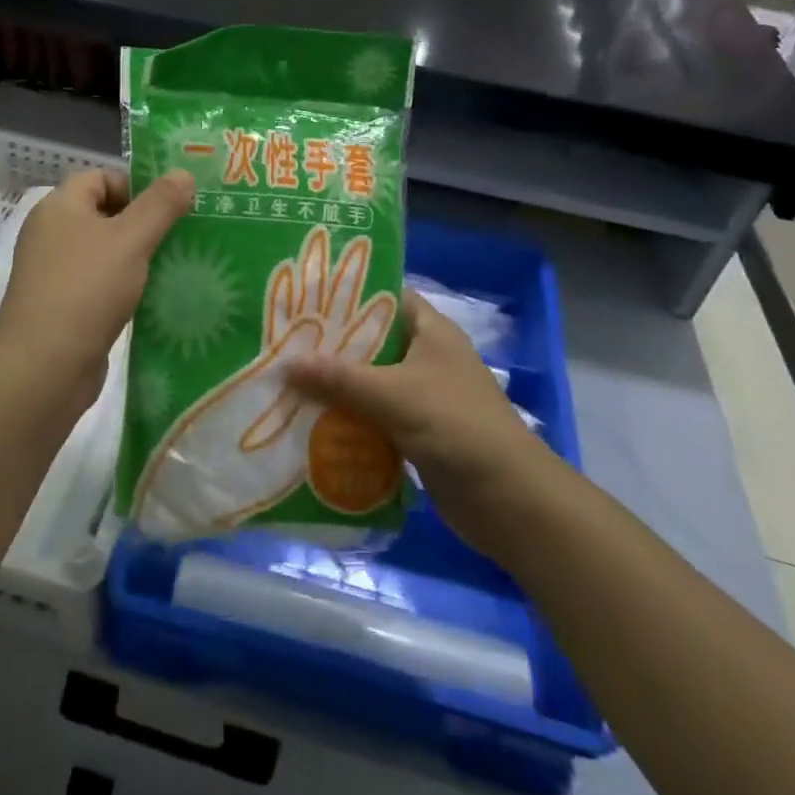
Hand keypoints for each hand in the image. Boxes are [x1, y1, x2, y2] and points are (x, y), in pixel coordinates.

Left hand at [0, 169, 193, 416]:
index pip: (100, 178)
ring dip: (138, 256)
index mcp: (59, 208)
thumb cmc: (86, 290)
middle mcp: (52, 235)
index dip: (136, 185)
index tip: (171, 205)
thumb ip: (160, 205)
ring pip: (106, 251)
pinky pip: (101, 283)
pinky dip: (126, 286)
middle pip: (105, 214)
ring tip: (178, 263)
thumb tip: (183, 173)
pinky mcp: (64, 307)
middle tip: (183, 232)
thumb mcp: (130, 240)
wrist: (42, 370)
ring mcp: (55, 273)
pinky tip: (155, 297)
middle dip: (144, 221)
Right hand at [286, 289, 553, 555]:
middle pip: (373, 341)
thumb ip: (338, 378)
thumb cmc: (455, 426)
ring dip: (338, 386)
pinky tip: (313, 423)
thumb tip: (284, 364)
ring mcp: (425, 396)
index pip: (385, 296)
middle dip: (332, 345)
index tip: (305, 297)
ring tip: (288, 381)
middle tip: (284, 342)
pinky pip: (377, 417)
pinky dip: (350, 419)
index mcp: (431, 331)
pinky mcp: (419, 432)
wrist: (509, 500)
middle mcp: (428, 356)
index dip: (348, 294)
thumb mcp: (393, 395)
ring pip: (372, 382)